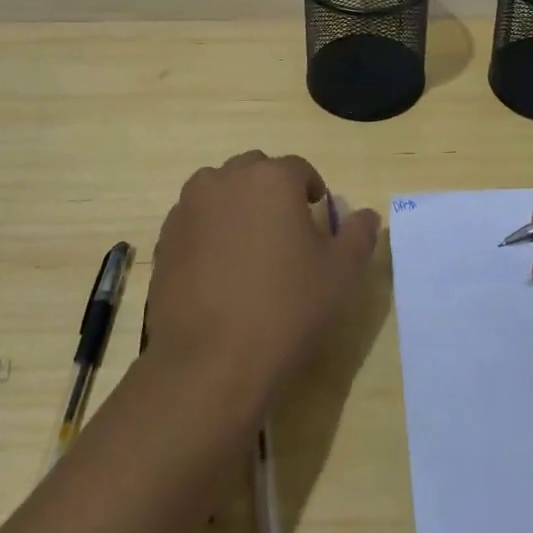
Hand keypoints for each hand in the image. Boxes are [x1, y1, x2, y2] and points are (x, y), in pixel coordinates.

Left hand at [146, 151, 380, 404]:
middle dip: (273, 191)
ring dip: (238, 205)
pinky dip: (210, 230)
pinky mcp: (165, 238)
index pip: (299, 169)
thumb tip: (367, 215)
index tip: (318, 219)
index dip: (312, 191)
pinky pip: (196, 219)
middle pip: (256, 171)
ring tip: (250, 249)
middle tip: (286, 233)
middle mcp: (226, 179)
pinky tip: (220, 270)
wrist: (210, 363)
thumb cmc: (286, 309)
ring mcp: (189, 207)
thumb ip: (358, 235)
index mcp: (271, 178)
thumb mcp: (341, 274)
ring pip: (220, 191)